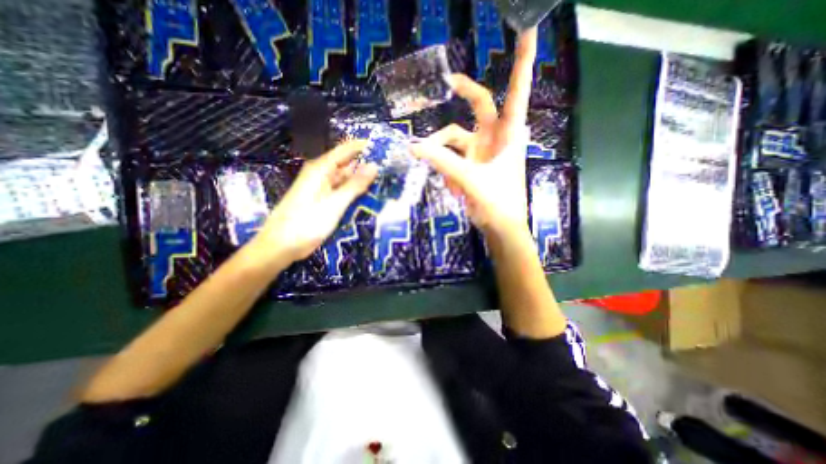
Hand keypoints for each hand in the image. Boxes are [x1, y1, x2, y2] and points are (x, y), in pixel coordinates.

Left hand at [253, 140, 377, 265]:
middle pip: (349, 165)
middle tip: (392, 170)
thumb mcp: (334, 204)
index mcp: (321, 169)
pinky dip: (357, 194)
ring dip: (364, 182)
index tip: (386, 149)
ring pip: (348, 180)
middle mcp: (323, 175)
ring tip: (387, 182)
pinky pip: (344, 193)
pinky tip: (372, 197)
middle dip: (368, 166)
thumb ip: (355, 185)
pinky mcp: (326, 202)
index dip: (365, 147)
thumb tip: (374, 165)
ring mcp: (325, 189)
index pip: (346, 150)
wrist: (282, 246)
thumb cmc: (306, 223)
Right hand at [412, 29, 539, 239]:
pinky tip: (449, 184)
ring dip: (442, 149)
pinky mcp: (471, 164)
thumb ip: (444, 162)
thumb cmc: (497, 203)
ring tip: (433, 167)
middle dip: (464, 91)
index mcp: (508, 134)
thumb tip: (416, 146)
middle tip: (446, 84)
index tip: (527, 30)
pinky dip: (445, 165)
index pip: (516, 91)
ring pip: (456, 136)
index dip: (522, 62)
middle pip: (479, 104)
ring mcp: (482, 151)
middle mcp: (495, 137)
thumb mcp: (471, 180)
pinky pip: (452, 156)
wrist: (500, 228)